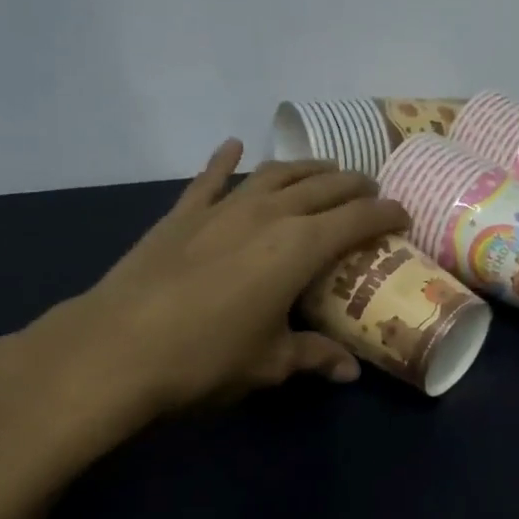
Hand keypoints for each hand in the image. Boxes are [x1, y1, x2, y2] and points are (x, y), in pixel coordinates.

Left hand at [0, 139, 409, 467]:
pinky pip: (210, 178)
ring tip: (324, 171)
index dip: (387, 214)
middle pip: (324, 186)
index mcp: (301, 246)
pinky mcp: (183, 214)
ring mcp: (224, 208)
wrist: (114, 350)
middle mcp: (270, 214)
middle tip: (370, 193)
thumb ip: (314, 357)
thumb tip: (350, 371)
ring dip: (306, 168)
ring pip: (276, 173)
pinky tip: (232, 146)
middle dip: (354, 186)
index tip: (403, 215)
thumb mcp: (270, 363)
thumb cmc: (206, 359)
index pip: (359, 218)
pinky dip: (224, 160)